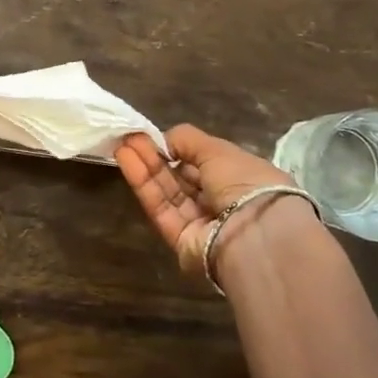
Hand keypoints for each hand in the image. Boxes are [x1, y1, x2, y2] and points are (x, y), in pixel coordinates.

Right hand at [115, 125, 325, 285]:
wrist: (254, 235)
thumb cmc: (245, 183)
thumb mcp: (219, 150)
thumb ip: (187, 140)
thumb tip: (164, 139)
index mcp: (241, 180)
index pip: (204, 163)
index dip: (178, 149)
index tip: (153, 136)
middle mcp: (222, 203)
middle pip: (181, 178)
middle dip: (156, 156)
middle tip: (130, 137)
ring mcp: (201, 224)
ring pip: (168, 192)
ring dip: (145, 168)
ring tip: (122, 145)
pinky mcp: (181, 241)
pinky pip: (161, 209)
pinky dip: (144, 185)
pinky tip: (127, 161)